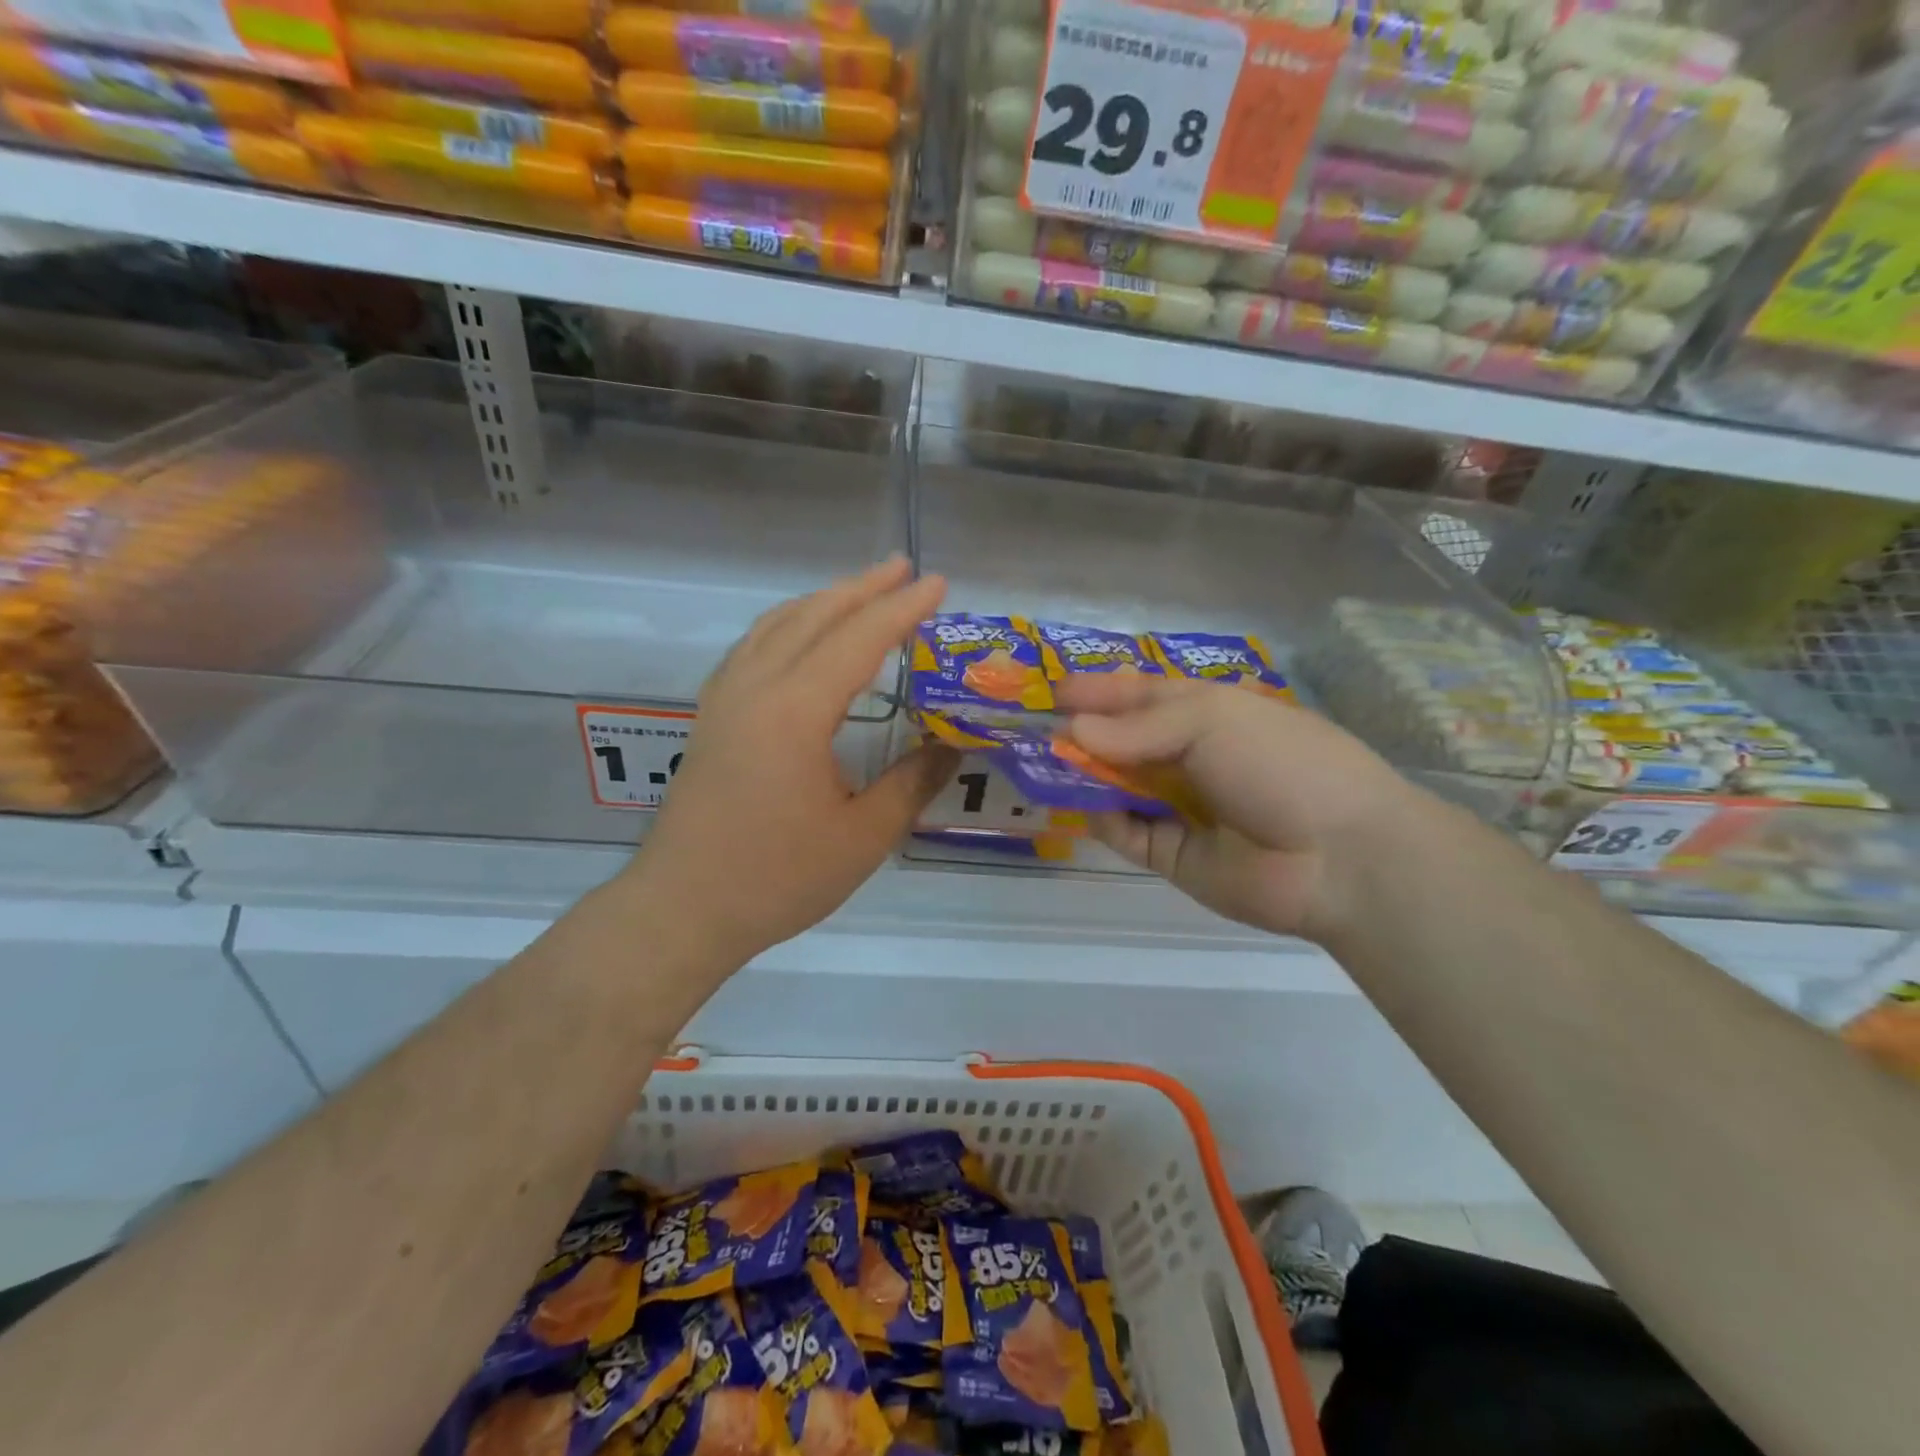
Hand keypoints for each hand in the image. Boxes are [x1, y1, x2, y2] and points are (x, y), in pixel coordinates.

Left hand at [626, 558, 959, 964]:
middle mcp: (755, 688)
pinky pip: (754, 646)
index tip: (937, 584)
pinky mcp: (711, 716)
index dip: (901, 608)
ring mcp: (725, 698)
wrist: (682, 908)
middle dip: (863, 588)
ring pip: (777, 625)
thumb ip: (912, 783)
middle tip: (904, 568)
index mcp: (795, 711)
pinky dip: (787, 624)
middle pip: (813, 617)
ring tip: (860, 590)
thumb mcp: (862, 838)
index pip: (858, 639)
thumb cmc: (776, 878)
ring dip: (823, 600)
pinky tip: (799, 636)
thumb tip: (952, 747)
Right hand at [1058, 671, 1423, 942]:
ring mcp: (1180, 808)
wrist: (1340, 856)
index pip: (1142, 695)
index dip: (1100, 690)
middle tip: (1034, 730)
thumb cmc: (1279, 764)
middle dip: (1081, 734)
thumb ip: (1137, 728)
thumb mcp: (1210, 721)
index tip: (1055, 690)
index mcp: (1207, 713)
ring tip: (1041, 766)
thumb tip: (1072, 731)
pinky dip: (1102, 820)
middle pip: (1123, 741)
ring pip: (1118, 787)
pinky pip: (1126, 834)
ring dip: (1083, 776)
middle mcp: (1190, 757)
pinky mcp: (1172, 855)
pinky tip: (1083, 806)